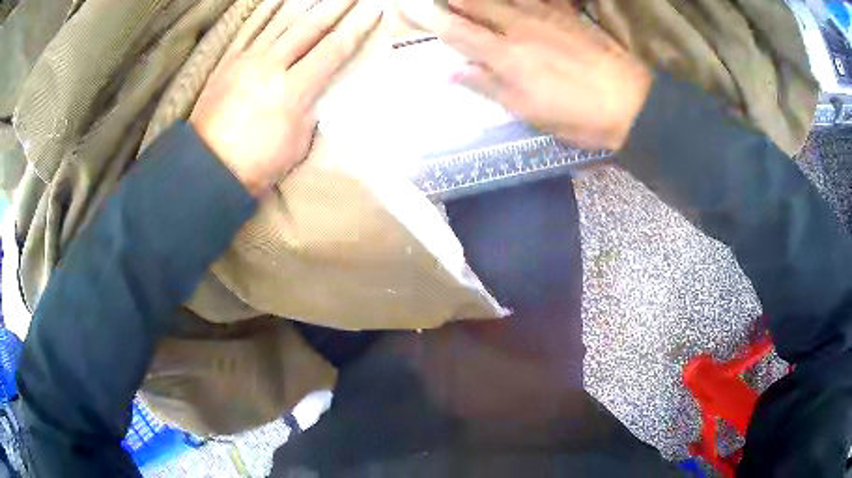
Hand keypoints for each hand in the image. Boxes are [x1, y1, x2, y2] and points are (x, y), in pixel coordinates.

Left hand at [190, 0, 381, 195]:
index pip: (332, 49)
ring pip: (281, 21)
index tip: (375, 9)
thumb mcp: (296, 144)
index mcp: (292, 91)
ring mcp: (247, 60)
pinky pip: (252, 29)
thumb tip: (313, 90)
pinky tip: (281, 0)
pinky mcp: (229, 61)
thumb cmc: (256, 164)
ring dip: (307, 2)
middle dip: (337, 5)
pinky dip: (268, 11)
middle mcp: (270, 67)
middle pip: (309, 26)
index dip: (356, 27)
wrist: (207, 167)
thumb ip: (309, 110)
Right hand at [434, 0, 651, 150]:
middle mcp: (519, 27)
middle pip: (476, 4)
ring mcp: (545, 16)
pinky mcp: (567, 14)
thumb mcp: (529, 112)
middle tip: (443, 0)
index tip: (418, 12)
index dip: (434, 21)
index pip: (458, 32)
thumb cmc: (578, 116)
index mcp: (506, 56)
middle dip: (455, 0)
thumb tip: (451, 72)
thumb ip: (489, 87)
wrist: (631, 102)